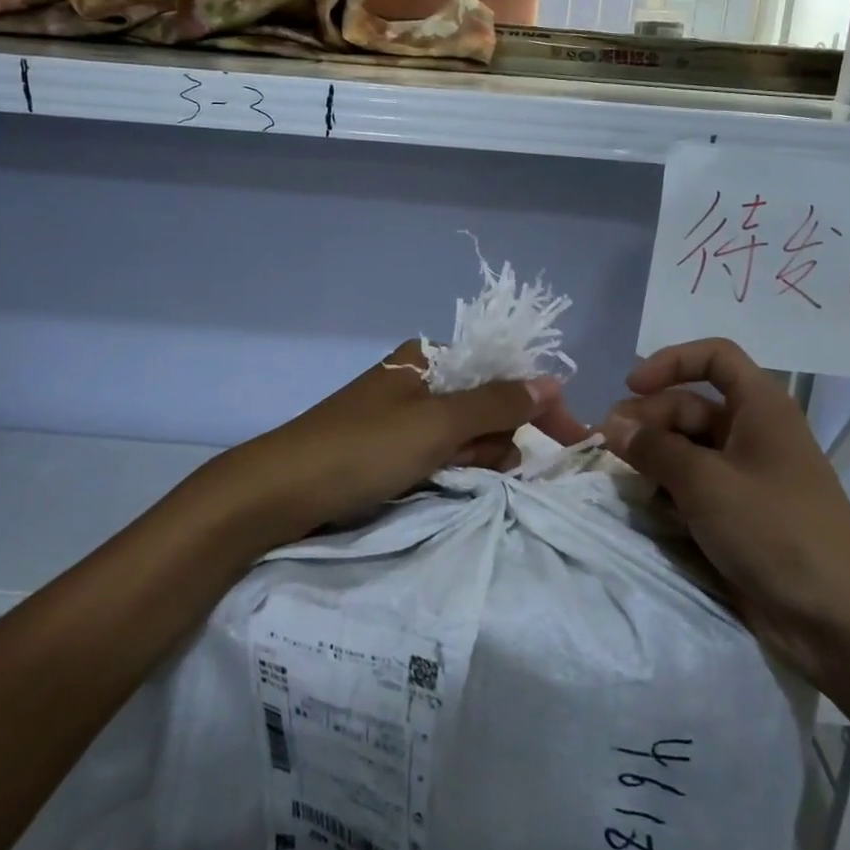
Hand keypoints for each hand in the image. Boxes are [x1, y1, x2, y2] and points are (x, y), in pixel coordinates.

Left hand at [191, 341, 587, 547]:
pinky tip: (439, 486)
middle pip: (488, 406)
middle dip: (497, 439)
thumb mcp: (437, 423)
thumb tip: (551, 381)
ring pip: (467, 436)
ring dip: (475, 459)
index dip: (539, 404)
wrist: (278, 492)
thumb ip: (498, 403)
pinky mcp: (389, 450)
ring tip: (450, 478)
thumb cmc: (362, 448)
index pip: (503, 371)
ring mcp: (403, 417)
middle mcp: (418, 380)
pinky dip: (450, 471)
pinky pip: (440, 455)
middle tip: (478, 465)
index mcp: (428, 358)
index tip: (572, 440)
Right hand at [601, 338, 849, 680]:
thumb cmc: (775, 532)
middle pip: (692, 405)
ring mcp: (748, 476)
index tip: (631, 386)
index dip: (671, 362)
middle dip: (649, 417)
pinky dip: (669, 488)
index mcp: (760, 407)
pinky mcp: (741, 514)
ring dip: (654, 456)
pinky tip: (646, 504)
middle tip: (611, 444)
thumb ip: (654, 448)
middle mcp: (754, 433)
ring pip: (689, 448)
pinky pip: (696, 485)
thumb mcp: (706, 483)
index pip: (714, 357)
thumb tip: (612, 423)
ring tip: (621, 474)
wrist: (839, 621)